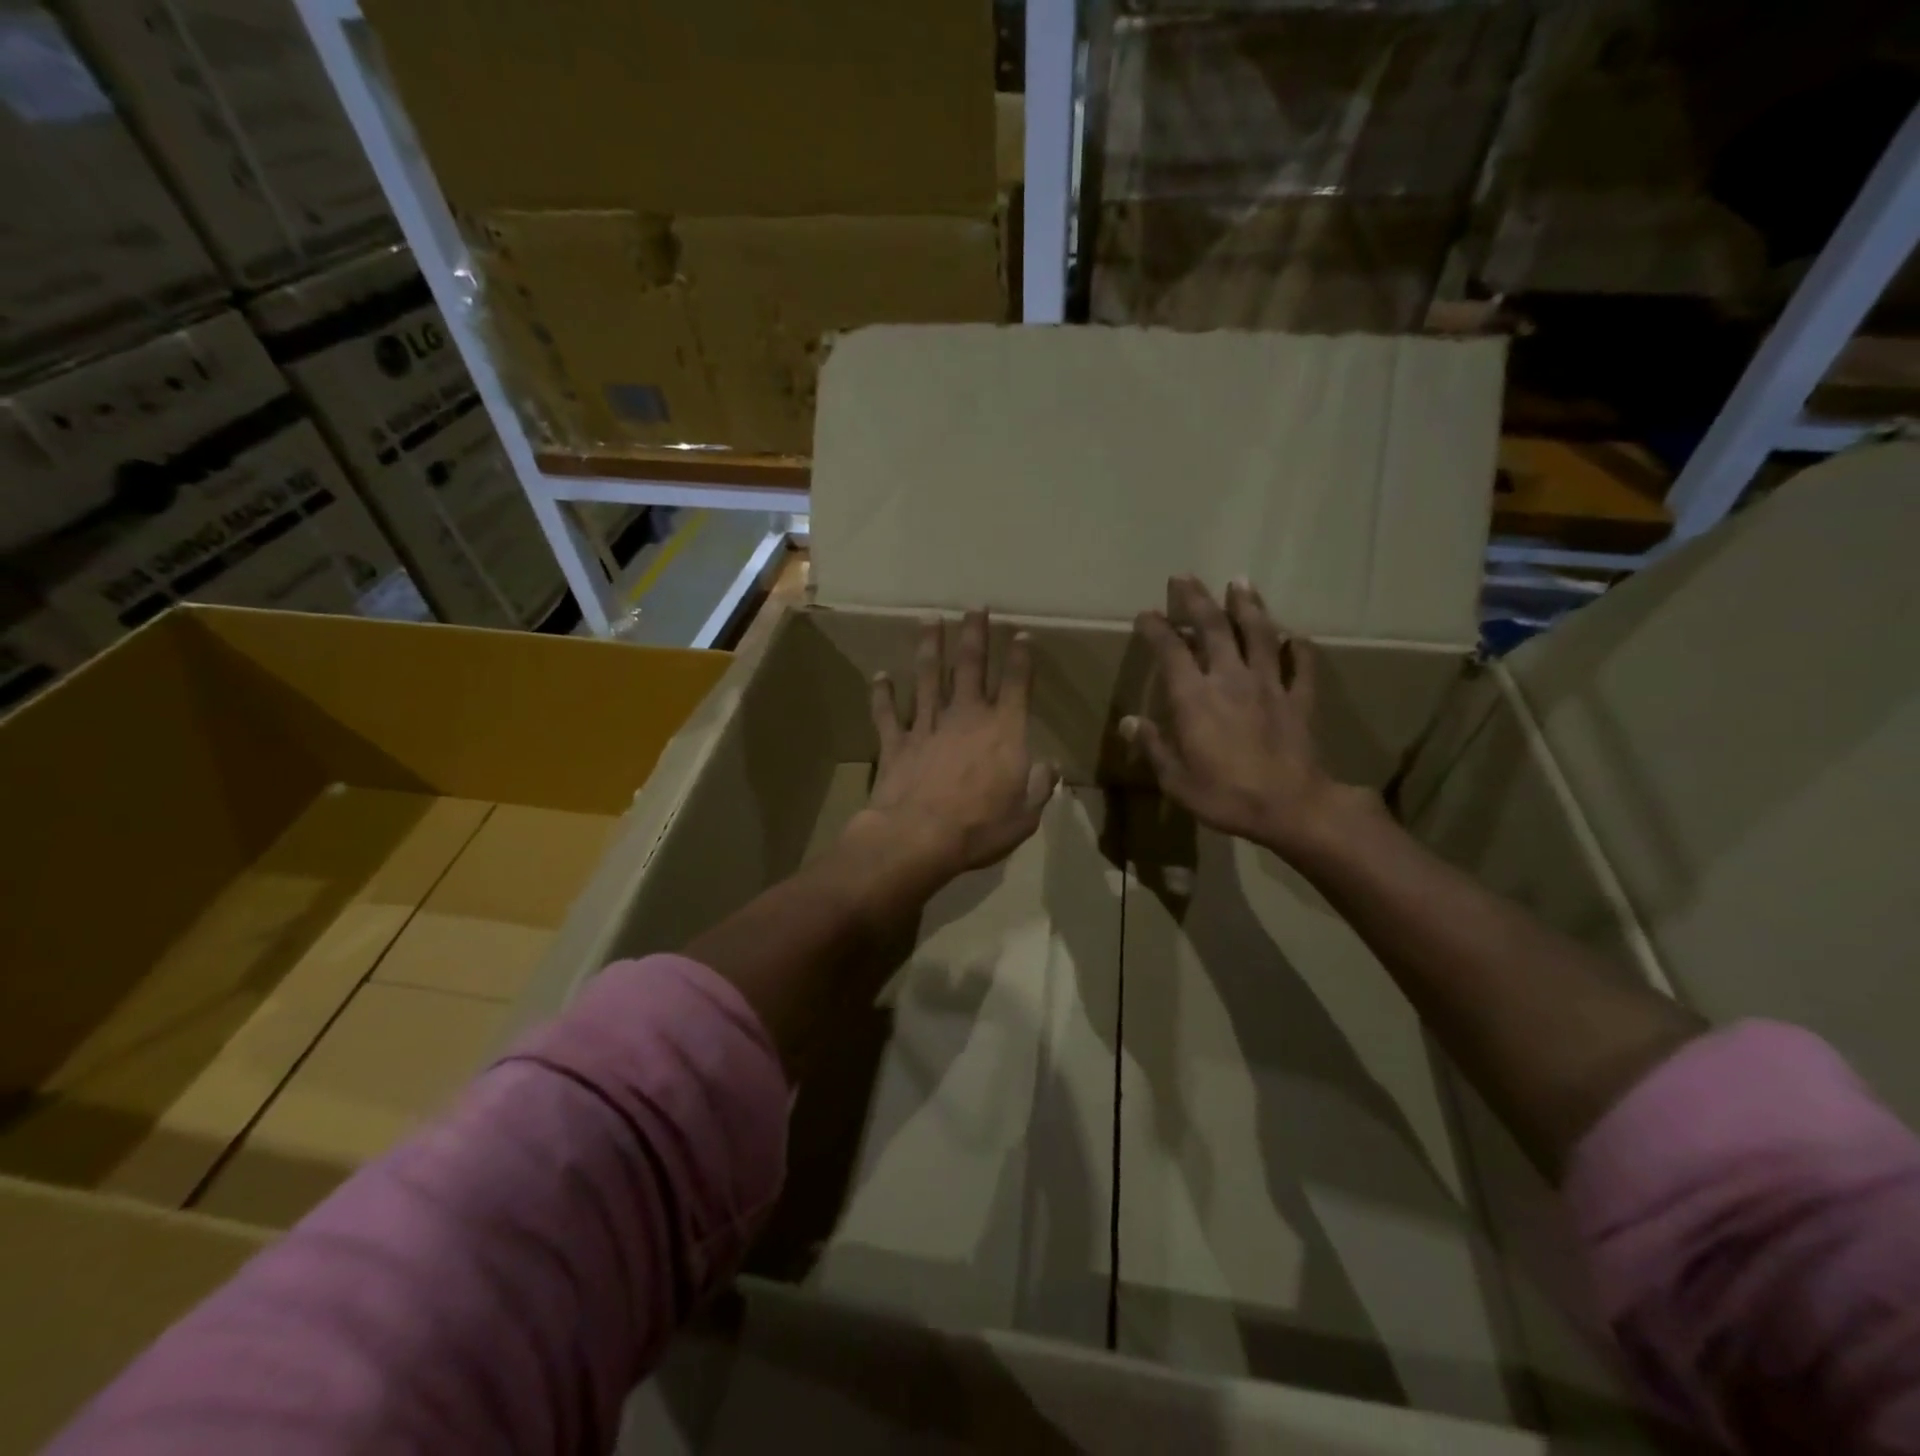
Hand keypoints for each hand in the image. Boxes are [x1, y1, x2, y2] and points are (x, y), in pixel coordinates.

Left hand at [853, 610, 1058, 884]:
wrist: (918, 837)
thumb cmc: (980, 829)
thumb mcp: (1025, 815)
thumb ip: (1039, 786)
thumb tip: (1050, 766)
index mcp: (1003, 731)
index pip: (1017, 685)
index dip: (1021, 658)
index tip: (1021, 634)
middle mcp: (966, 717)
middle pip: (971, 666)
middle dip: (975, 634)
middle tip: (975, 607)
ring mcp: (927, 726)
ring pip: (928, 677)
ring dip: (929, 647)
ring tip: (929, 620)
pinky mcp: (896, 742)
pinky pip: (887, 713)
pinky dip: (882, 694)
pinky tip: (880, 676)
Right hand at [1124, 576, 1363, 859]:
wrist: (1291, 808)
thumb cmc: (1225, 795)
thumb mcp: (1175, 779)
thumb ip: (1153, 746)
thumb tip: (1129, 721)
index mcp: (1194, 698)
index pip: (1170, 651)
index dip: (1156, 629)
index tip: (1147, 614)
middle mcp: (1231, 679)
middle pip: (1214, 628)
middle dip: (1197, 600)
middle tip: (1185, 577)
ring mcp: (1270, 686)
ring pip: (1260, 635)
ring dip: (1248, 606)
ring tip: (1241, 582)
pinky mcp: (1300, 700)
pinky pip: (1303, 667)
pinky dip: (1300, 649)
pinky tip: (1297, 637)